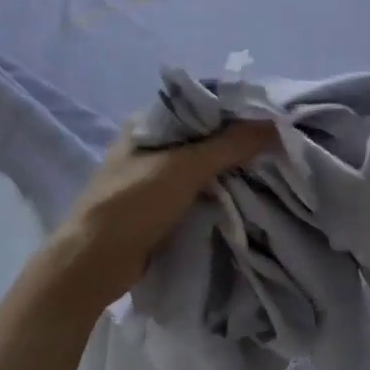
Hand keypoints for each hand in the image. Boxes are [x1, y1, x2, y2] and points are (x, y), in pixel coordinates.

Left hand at [35, 122, 275, 311]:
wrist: (93, 264)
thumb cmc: (133, 204)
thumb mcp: (184, 168)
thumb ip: (230, 145)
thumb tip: (276, 125)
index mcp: (147, 124)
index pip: (199, 105)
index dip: (234, 109)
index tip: (270, 116)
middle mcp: (150, 144)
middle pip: (203, 135)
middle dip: (237, 141)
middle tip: (276, 143)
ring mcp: (153, 176)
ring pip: (202, 164)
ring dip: (230, 167)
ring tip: (269, 165)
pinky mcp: (159, 205)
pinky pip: (197, 189)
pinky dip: (219, 190)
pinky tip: (246, 191)